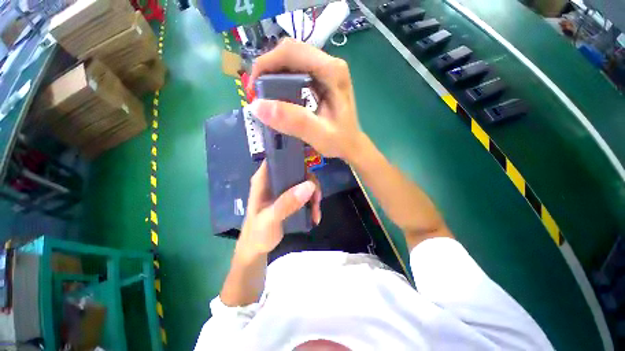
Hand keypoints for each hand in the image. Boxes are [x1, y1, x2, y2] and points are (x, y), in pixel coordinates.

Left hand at [235, 161, 321, 259]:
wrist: (257, 250)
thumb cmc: (257, 233)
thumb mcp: (270, 219)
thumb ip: (286, 203)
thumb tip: (309, 185)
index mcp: (264, 178)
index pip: (278, 157)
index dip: (294, 156)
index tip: (310, 165)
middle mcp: (274, 180)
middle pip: (297, 170)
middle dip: (310, 184)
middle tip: (316, 199)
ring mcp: (283, 189)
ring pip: (304, 182)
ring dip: (313, 196)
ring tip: (316, 213)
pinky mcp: (289, 198)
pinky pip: (305, 194)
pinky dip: (312, 203)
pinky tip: (314, 216)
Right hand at [249, 38, 364, 162]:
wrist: (352, 145)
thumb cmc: (340, 141)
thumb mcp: (319, 135)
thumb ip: (294, 121)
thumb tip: (258, 106)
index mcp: (332, 72)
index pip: (292, 52)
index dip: (266, 64)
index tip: (254, 88)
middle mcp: (330, 64)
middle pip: (291, 52)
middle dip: (268, 68)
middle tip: (258, 93)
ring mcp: (327, 70)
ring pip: (292, 60)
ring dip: (274, 74)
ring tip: (265, 95)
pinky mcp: (323, 79)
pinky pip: (297, 71)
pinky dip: (283, 80)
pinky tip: (279, 95)